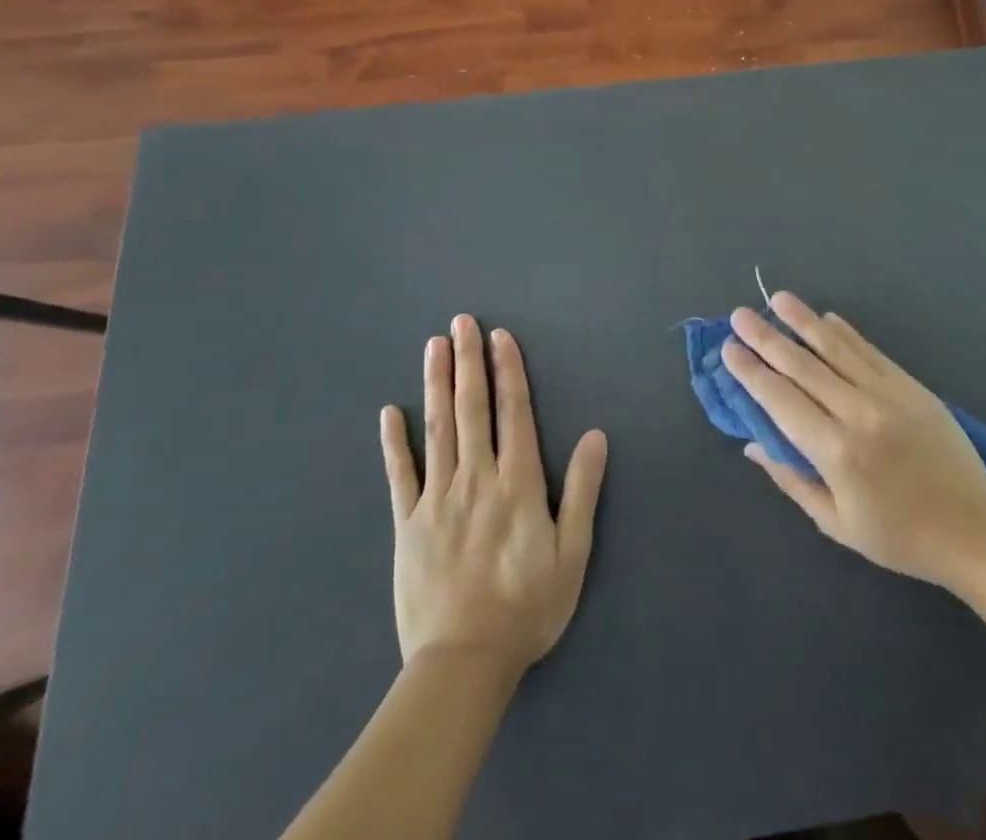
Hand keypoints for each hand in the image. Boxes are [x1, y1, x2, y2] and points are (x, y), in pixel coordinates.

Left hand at [379, 315, 607, 671]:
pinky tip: (389, 412)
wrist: (464, 663)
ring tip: (433, 346)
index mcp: (518, 482)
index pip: (513, 411)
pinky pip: (399, 474)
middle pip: (472, 408)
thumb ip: (583, 491)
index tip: (499, 337)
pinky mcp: (407, 524)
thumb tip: (596, 435)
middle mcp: (476, 478)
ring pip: (437, 428)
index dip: (508, 370)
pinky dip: (394, 441)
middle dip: (467, 361)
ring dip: (435, 384)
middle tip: (461, 322)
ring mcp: (437, 499)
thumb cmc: (527, 606)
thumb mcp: (573, 552)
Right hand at [722, 293, 985, 586]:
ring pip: (836, 348)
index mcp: (836, 452)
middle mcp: (858, 413)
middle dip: (767, 338)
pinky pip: (870, 351)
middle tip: (740, 315)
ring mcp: (888, 394)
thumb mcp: (836, 522)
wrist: (973, 529)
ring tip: (778, 299)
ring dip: (804, 321)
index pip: (781, 400)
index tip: (729, 349)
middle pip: (803, 366)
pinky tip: (827, 318)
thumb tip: (752, 443)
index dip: (752, 372)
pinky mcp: (910, 385)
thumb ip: (792, 479)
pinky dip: (845, 333)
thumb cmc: (899, 537)